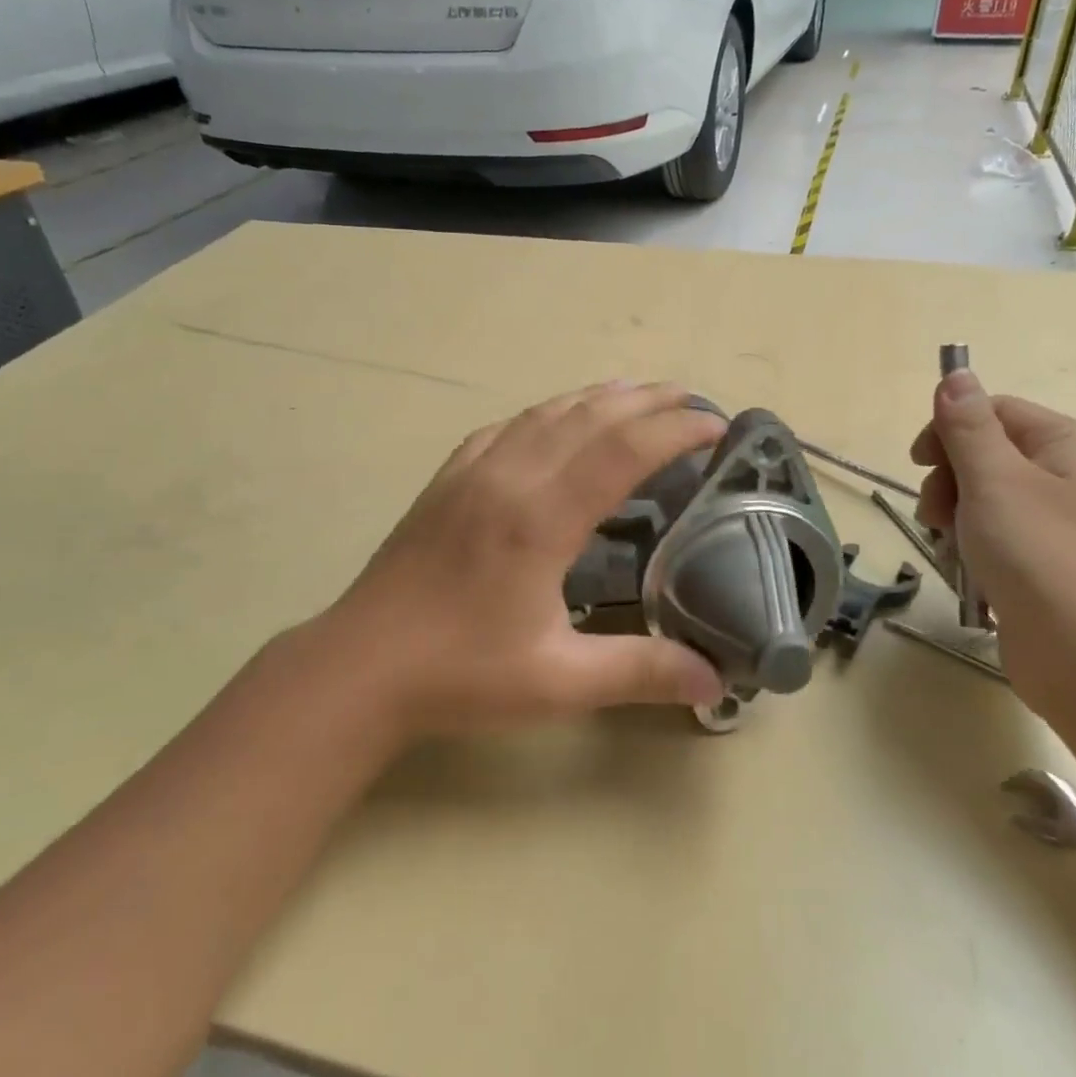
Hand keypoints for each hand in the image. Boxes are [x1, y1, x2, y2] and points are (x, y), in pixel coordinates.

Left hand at [321, 381, 728, 737]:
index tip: (717, 427)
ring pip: (547, 412)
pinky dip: (548, 412)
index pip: (623, 451)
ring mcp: (472, 471)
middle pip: (590, 416)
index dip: (676, 430)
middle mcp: (509, 477)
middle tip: (693, 399)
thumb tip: (717, 682)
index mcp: (540, 519)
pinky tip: (556, 420)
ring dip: (600, 397)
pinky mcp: (447, 479)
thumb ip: (642, 673)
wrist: (359, 667)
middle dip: (648, 401)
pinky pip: (508, 426)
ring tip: (640, 393)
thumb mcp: (559, 683)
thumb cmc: (460, 675)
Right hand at [908, 371, 1075, 702]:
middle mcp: (1068, 477)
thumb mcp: (994, 481)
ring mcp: (1057, 523)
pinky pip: (995, 535)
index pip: (994, 410)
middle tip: (937, 513)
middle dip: (949, 478)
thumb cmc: (1041, 557)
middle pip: (986, 452)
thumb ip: (968, 427)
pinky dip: (972, 546)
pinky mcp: (1044, 563)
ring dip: (955, 514)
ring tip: (950, 544)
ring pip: (984, 496)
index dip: (950, 429)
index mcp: (1067, 445)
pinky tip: (965, 568)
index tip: (919, 462)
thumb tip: (955, 374)